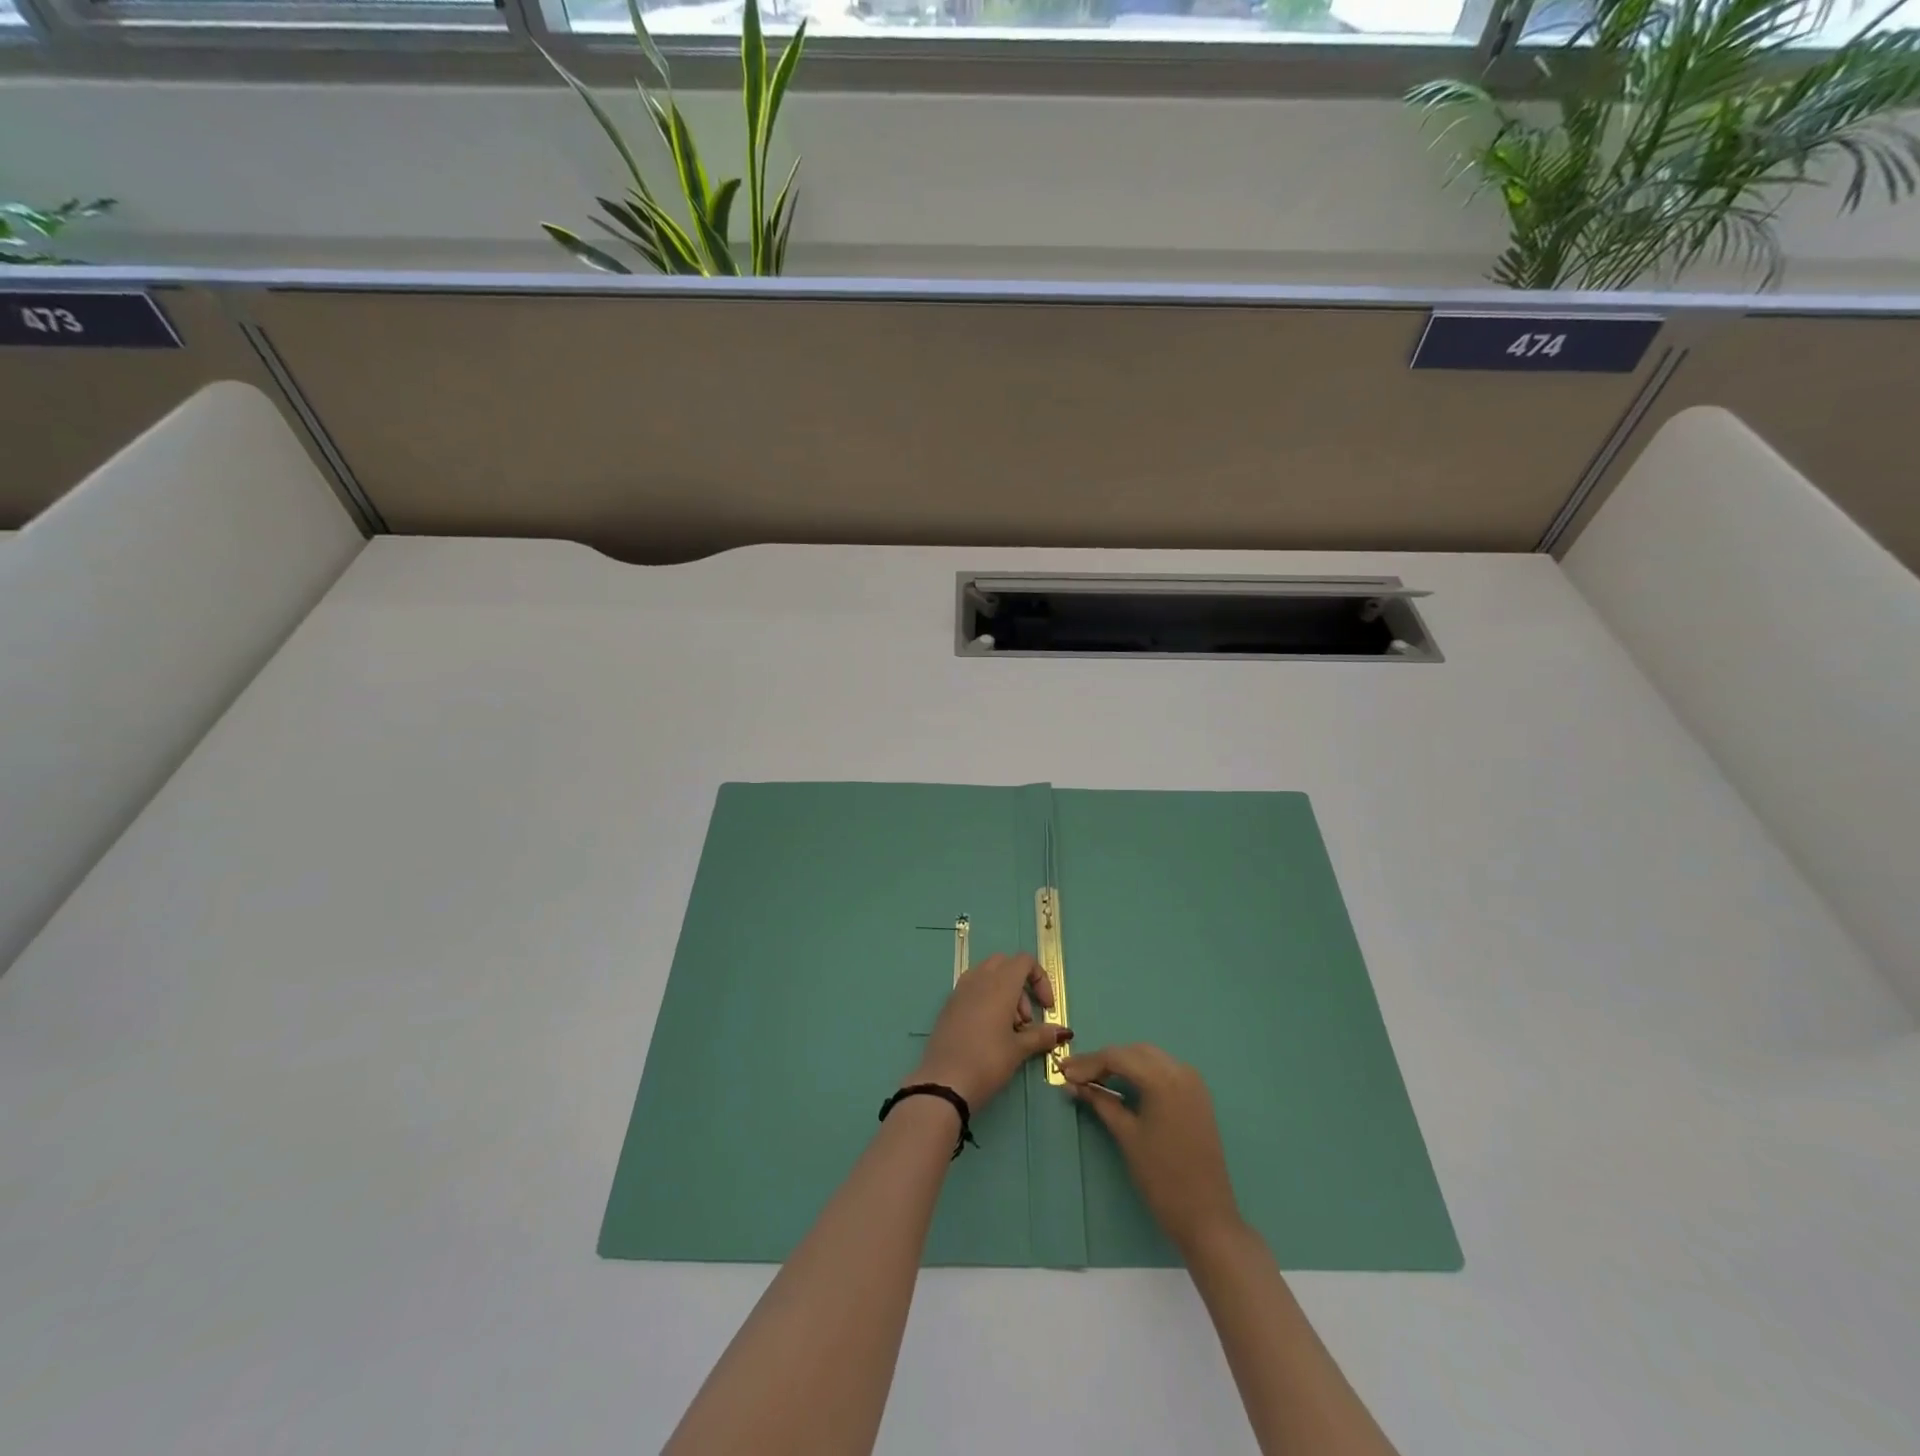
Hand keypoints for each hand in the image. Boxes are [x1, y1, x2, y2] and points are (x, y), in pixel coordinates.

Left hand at [911, 953, 1069, 1110]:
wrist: (943, 1082)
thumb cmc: (987, 1061)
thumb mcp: (1018, 1049)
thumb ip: (1041, 1035)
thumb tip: (1063, 1032)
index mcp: (1000, 984)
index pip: (1024, 961)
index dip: (1040, 979)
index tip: (1046, 1008)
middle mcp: (979, 979)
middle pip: (1006, 964)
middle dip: (1021, 986)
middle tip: (1025, 1020)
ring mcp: (960, 990)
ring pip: (987, 975)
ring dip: (1004, 992)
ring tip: (1008, 1028)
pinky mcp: (949, 1004)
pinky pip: (972, 989)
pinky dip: (986, 999)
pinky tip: (988, 1031)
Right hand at [1060, 1044, 1242, 1253]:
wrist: (1207, 1217)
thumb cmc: (1162, 1178)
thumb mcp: (1127, 1136)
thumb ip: (1101, 1102)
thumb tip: (1073, 1084)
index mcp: (1162, 1079)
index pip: (1116, 1057)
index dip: (1087, 1063)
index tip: (1062, 1072)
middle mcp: (1180, 1070)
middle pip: (1133, 1052)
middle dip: (1103, 1060)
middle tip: (1075, 1075)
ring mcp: (1192, 1081)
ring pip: (1149, 1057)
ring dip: (1122, 1063)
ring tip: (1094, 1079)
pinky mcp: (1197, 1095)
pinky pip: (1164, 1069)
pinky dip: (1141, 1071)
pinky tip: (1124, 1083)